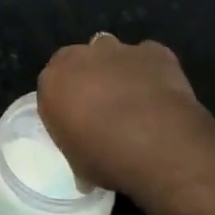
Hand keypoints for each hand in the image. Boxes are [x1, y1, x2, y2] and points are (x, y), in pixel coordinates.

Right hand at [37, 34, 200, 191]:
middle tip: (105, 108)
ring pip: (113, 53)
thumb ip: (76, 147)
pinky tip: (162, 96)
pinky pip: (149, 59)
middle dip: (90, 78)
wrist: (158, 145)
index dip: (67, 100)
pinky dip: (152, 72)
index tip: (78, 119)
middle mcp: (82, 56)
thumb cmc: (107, 158)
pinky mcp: (153, 51)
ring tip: (135, 100)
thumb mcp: (78, 164)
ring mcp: (119, 49)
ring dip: (118, 70)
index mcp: (54, 80)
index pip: (53, 83)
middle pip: (81, 61)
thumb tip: (85, 165)